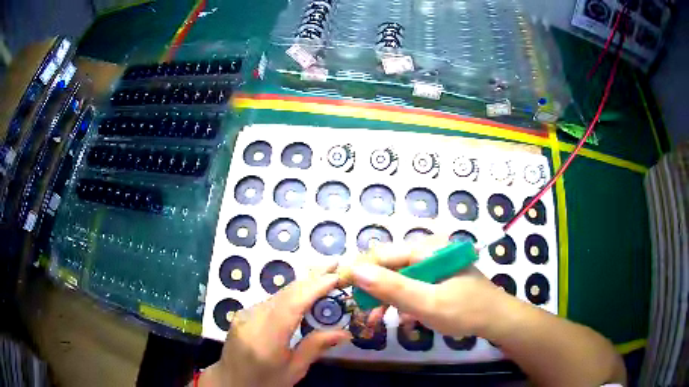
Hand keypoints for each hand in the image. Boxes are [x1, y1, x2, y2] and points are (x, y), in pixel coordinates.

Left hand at [199, 264, 351, 386]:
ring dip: (302, 284)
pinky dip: (290, 293)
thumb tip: (345, 332)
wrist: (230, 381)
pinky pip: (270, 300)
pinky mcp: (242, 313)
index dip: (314, 287)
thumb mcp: (293, 370)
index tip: (335, 276)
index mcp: (266, 339)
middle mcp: (252, 320)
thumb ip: (315, 347)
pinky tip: (304, 291)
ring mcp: (244, 314)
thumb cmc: (265, 381)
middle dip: (311, 277)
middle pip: (285, 293)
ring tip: (325, 274)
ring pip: (278, 294)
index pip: (291, 305)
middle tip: (335, 264)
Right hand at [347, 239, 505, 337]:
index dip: (359, 270)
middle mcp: (427, 252)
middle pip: (389, 266)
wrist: (496, 320)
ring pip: (398, 278)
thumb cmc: (465, 310)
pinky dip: (401, 302)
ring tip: (375, 320)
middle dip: (372, 289)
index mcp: (426, 250)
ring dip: (385, 299)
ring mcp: (432, 265)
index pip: (382, 254)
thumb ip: (392, 287)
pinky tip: (401, 318)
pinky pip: (410, 286)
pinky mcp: (435, 278)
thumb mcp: (427, 303)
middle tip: (360, 311)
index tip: (340, 287)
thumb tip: (356, 270)